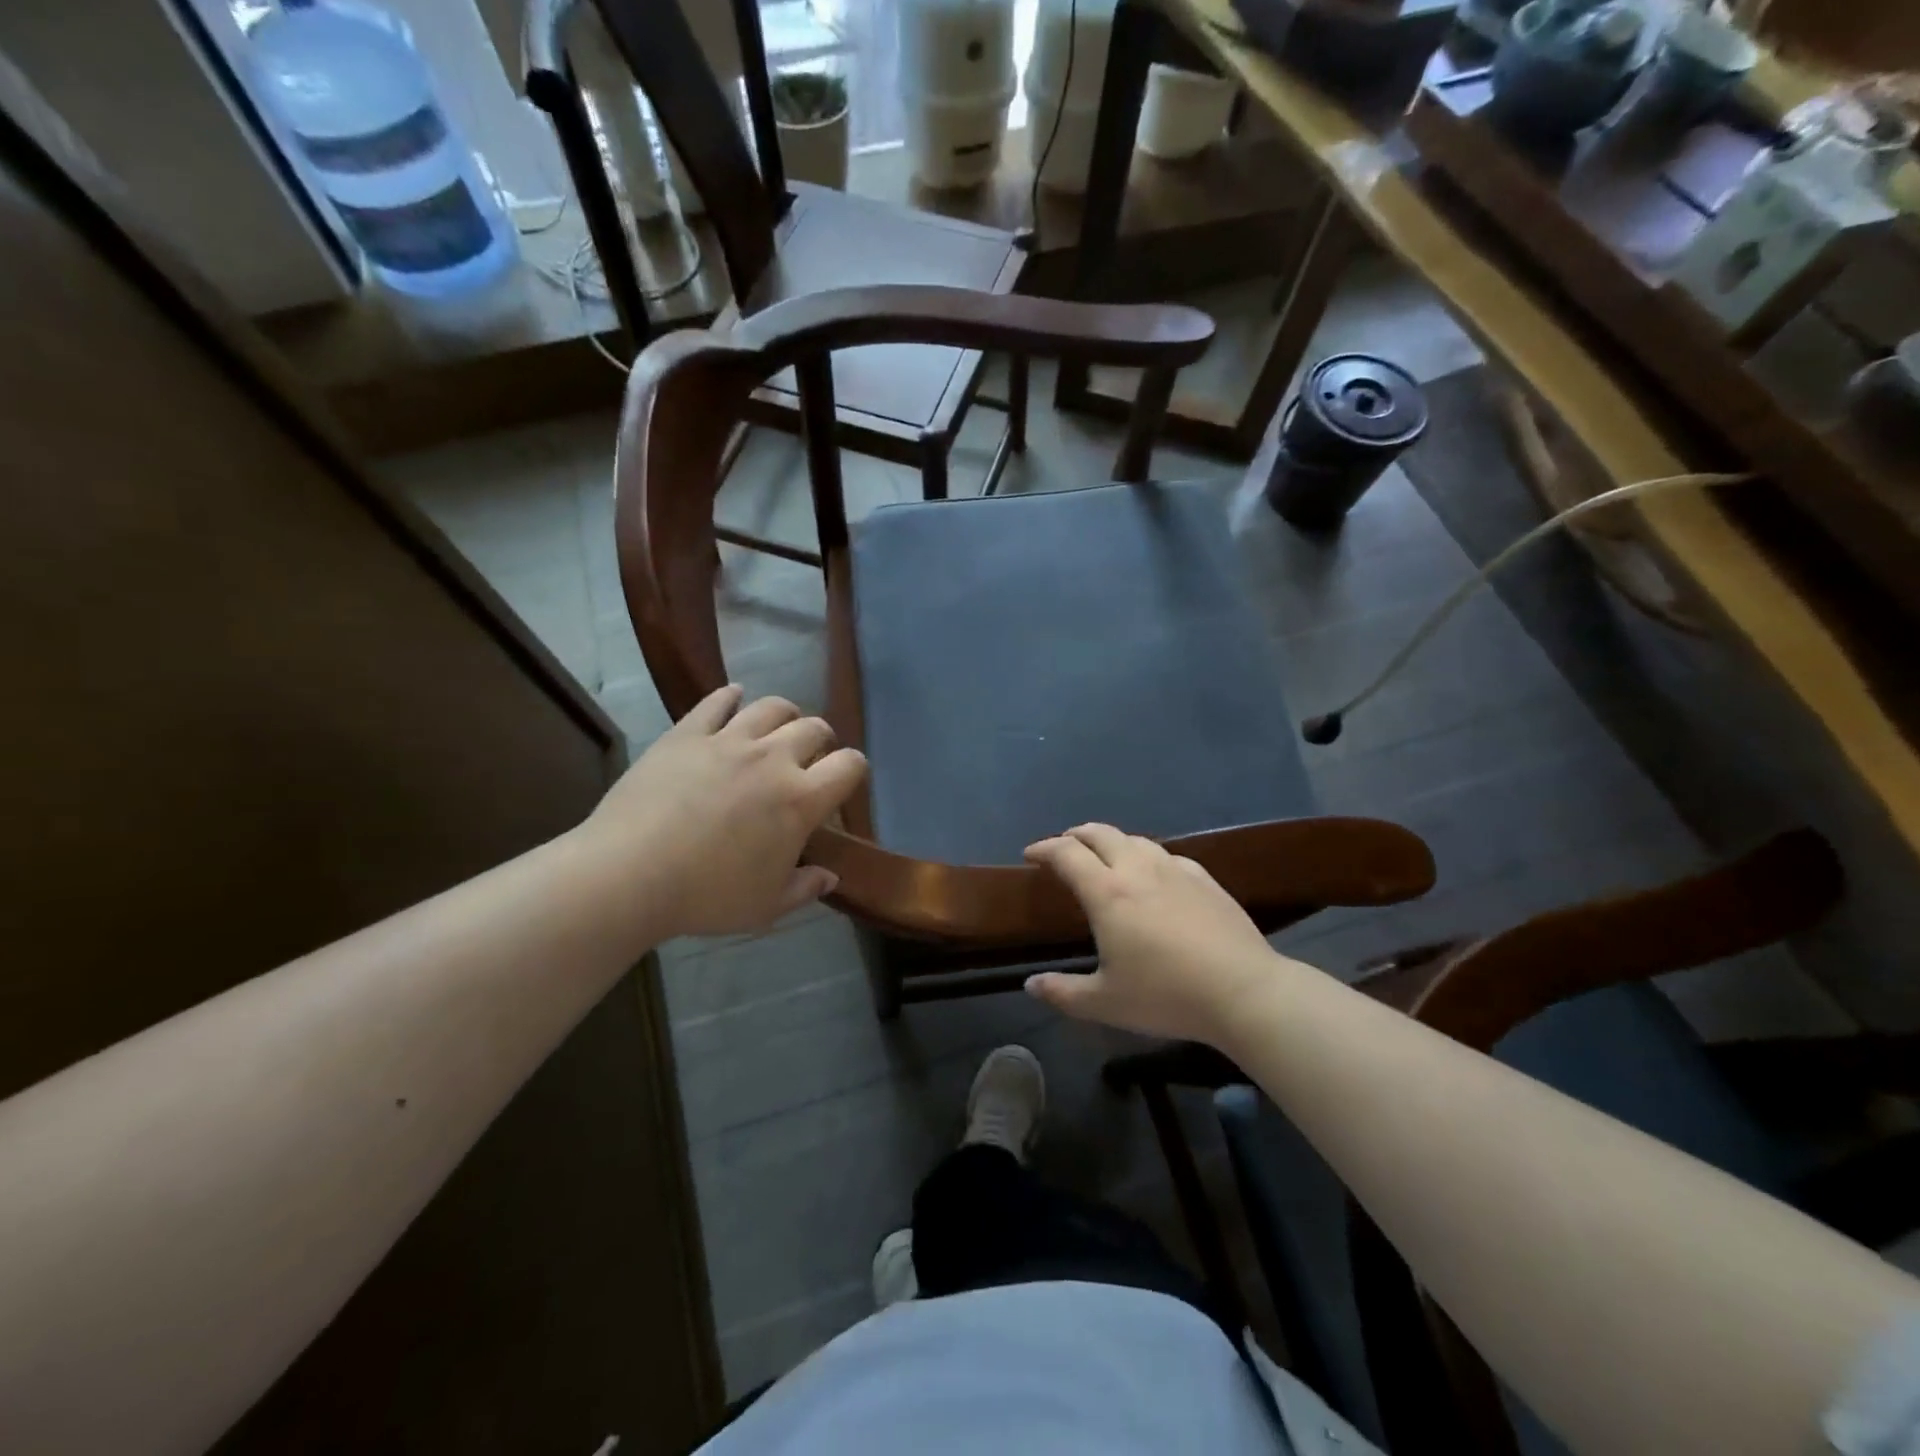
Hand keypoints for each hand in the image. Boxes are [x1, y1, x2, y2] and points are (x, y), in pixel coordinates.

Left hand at [580, 686, 866, 940]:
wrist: (629, 874)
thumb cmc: (706, 896)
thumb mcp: (766, 906)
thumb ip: (805, 888)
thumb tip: (830, 877)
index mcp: (800, 800)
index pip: (849, 766)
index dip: (854, 769)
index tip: (844, 781)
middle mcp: (773, 759)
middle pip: (814, 728)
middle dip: (821, 739)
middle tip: (810, 756)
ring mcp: (728, 740)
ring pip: (771, 707)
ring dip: (785, 713)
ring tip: (778, 726)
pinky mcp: (687, 733)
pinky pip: (716, 701)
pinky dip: (730, 696)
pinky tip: (733, 696)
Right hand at [1023, 824, 1281, 1044]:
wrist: (1244, 991)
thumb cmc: (1166, 995)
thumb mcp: (1105, 1003)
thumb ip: (1063, 992)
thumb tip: (1031, 985)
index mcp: (1107, 892)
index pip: (1066, 853)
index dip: (1044, 848)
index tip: (1030, 855)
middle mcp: (1137, 869)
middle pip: (1100, 833)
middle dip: (1075, 835)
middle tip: (1064, 848)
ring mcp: (1175, 870)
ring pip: (1135, 839)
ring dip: (1111, 842)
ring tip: (1105, 858)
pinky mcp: (1205, 879)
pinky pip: (1167, 855)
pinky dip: (1147, 856)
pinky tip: (1154, 874)